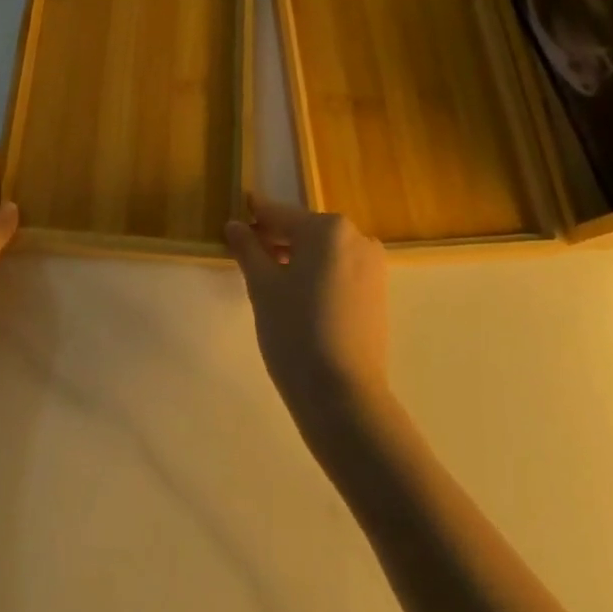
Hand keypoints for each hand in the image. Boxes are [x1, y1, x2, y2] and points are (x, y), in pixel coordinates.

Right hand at [226, 200, 388, 425]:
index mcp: (328, 228)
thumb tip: (234, 224)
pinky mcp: (378, 292)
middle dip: (276, 240)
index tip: (236, 215)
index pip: (280, 215)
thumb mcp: (262, 286)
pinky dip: (317, 274)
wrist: (343, 397)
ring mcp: (372, 266)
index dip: (255, 217)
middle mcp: (356, 237)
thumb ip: (248, 248)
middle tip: (247, 255)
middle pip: (305, 231)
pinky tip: (297, 296)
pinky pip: (339, 270)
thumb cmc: (296, 331)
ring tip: (269, 280)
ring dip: (296, 258)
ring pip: (323, 252)